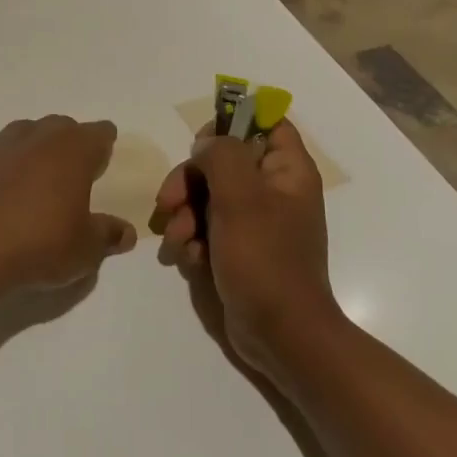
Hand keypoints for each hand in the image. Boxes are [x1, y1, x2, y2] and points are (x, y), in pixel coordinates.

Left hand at [0, 116, 136, 291]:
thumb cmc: (39, 244)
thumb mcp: (85, 249)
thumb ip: (107, 235)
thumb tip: (125, 233)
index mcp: (74, 149)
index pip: (100, 133)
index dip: (104, 147)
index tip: (103, 164)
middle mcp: (39, 135)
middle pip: (62, 127)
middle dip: (69, 145)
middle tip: (71, 176)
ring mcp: (0, 142)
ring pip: (26, 134)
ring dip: (34, 150)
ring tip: (34, 183)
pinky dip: (3, 163)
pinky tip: (0, 190)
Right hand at [150, 119, 340, 381]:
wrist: (279, 334)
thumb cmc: (265, 259)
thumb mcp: (241, 198)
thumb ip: (221, 156)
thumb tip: (206, 144)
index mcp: (287, 171)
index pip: (266, 122)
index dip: (233, 122)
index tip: (202, 141)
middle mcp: (273, 191)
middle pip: (223, 161)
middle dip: (190, 181)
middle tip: (169, 202)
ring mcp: (254, 221)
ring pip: (207, 195)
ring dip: (185, 215)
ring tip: (180, 242)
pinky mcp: (237, 248)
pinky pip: (206, 228)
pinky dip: (193, 239)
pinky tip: (189, 259)